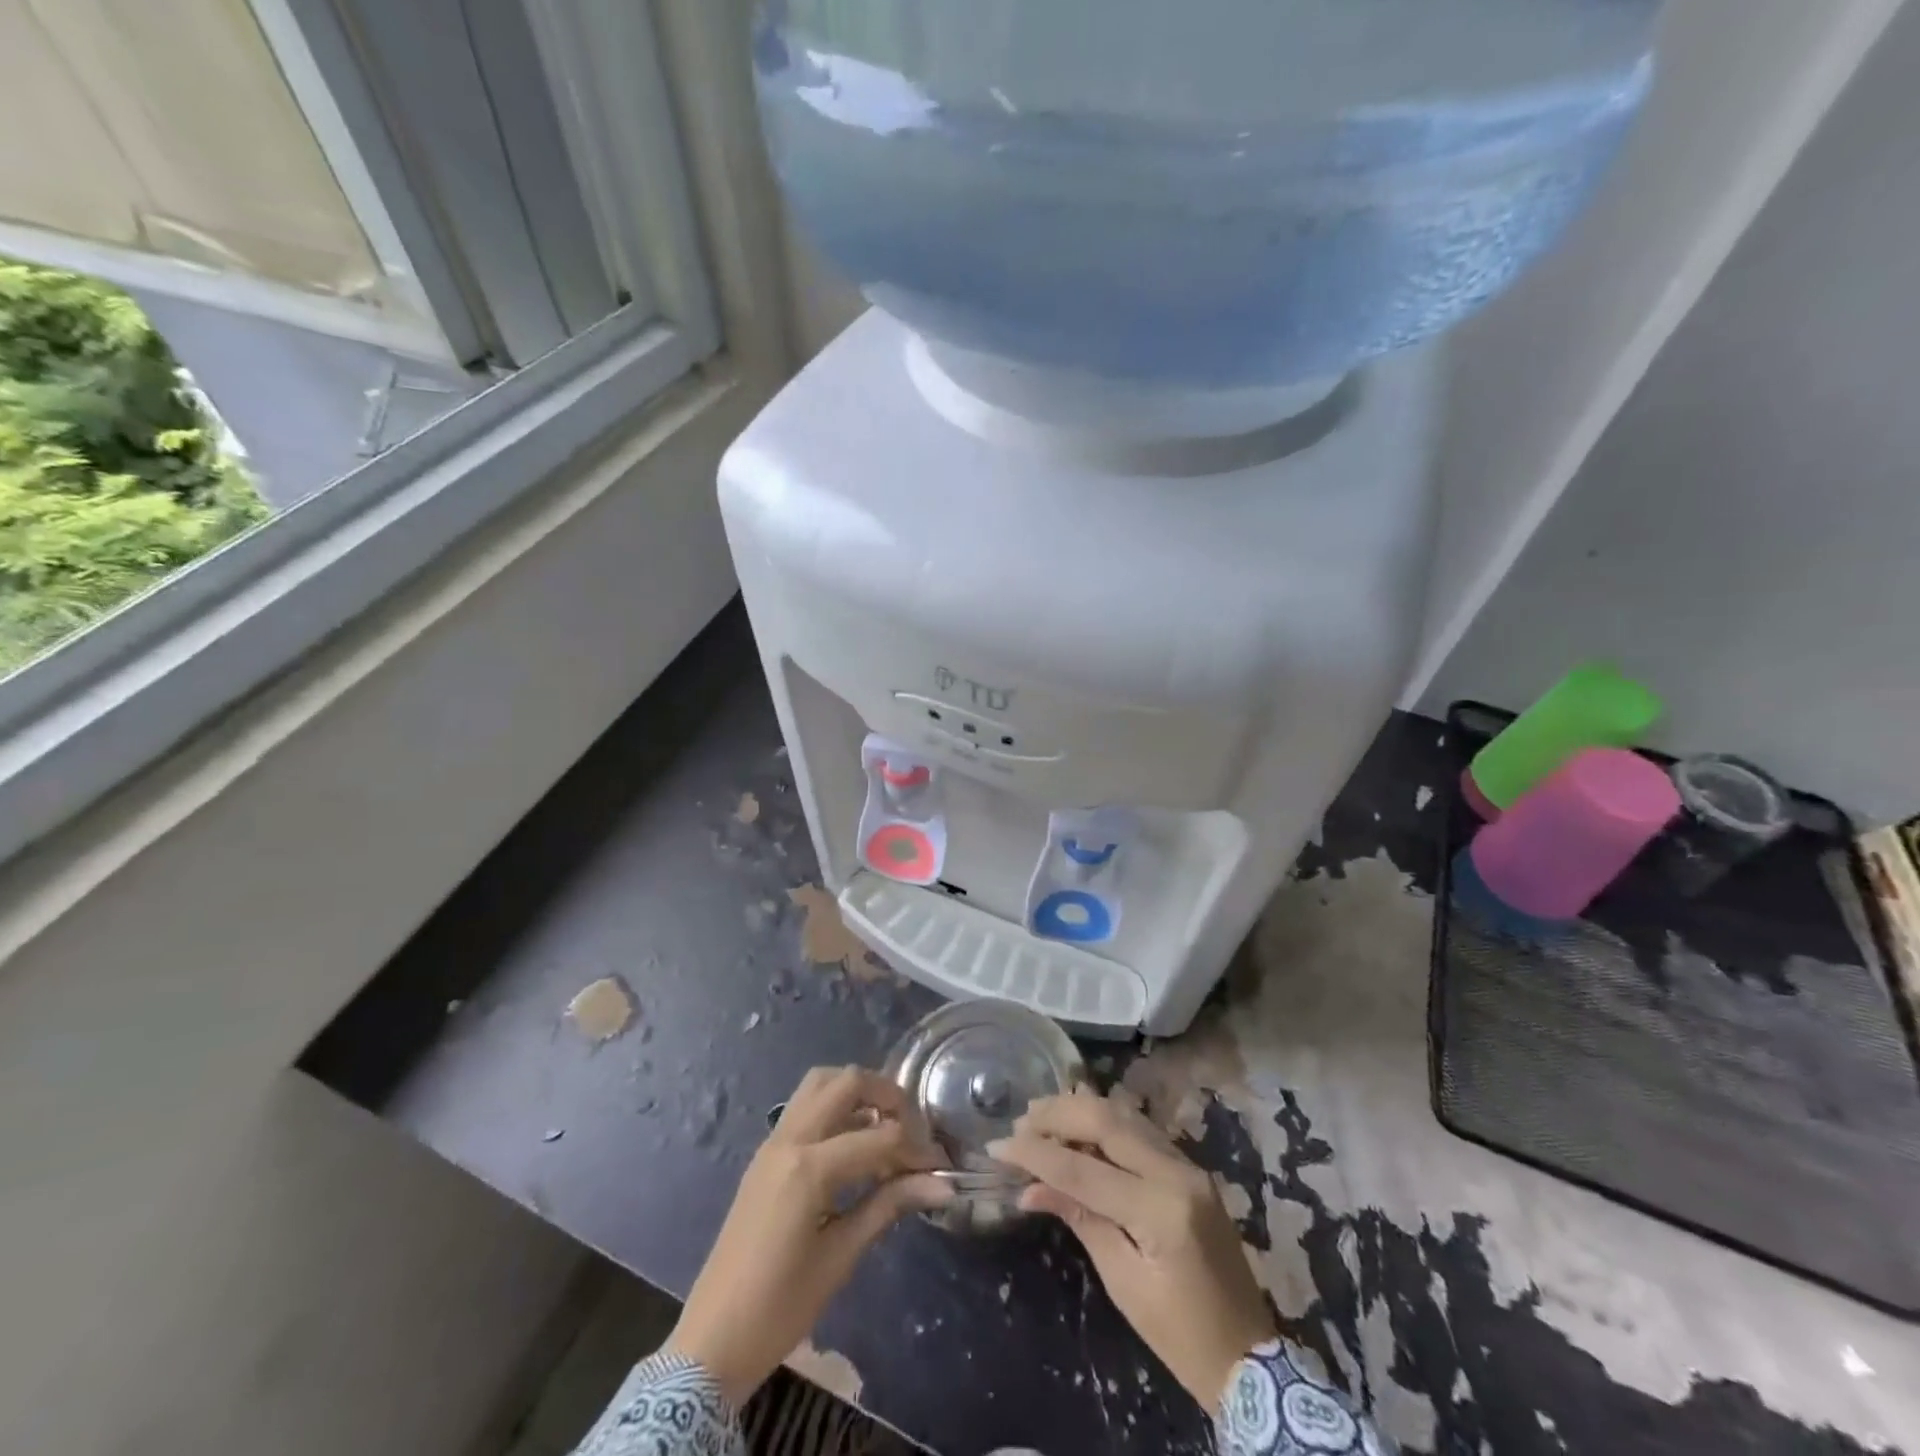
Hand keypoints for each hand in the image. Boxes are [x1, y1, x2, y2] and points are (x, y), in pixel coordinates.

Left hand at [666, 1065, 950, 1407]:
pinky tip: (855, 1142)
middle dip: (888, 1095)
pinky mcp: (766, 1154)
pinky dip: (835, 1107)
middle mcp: (789, 1139)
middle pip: (847, 1083)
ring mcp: (773, 1143)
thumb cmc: (781, 1307)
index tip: (941, 1167)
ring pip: (820, 1083)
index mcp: (808, 1167)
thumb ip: (889, 1206)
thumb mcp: (841, 1257)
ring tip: (885, 1125)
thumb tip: (942, 1184)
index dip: (916, 1148)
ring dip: (857, 1091)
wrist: (712, 1341)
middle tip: (914, 1129)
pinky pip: (804, 1106)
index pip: (879, 1136)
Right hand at [990, 1088, 1276, 1411]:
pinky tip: (1078, 1125)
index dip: (1036, 1154)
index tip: (998, 1146)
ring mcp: (1188, 1165)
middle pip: (1107, 1121)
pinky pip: (1140, 1129)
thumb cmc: (1179, 1334)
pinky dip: (1104, 1121)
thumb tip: (1028, 1187)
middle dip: (1058, 1115)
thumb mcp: (1122, 1281)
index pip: (1084, 1169)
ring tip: (1041, 1115)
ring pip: (1125, 1115)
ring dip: (1080, 1110)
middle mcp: (1177, 1173)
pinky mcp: (1190, 1167)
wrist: (1247, 1355)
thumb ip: (1079, 1219)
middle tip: (1020, 1120)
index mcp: (1160, 1210)